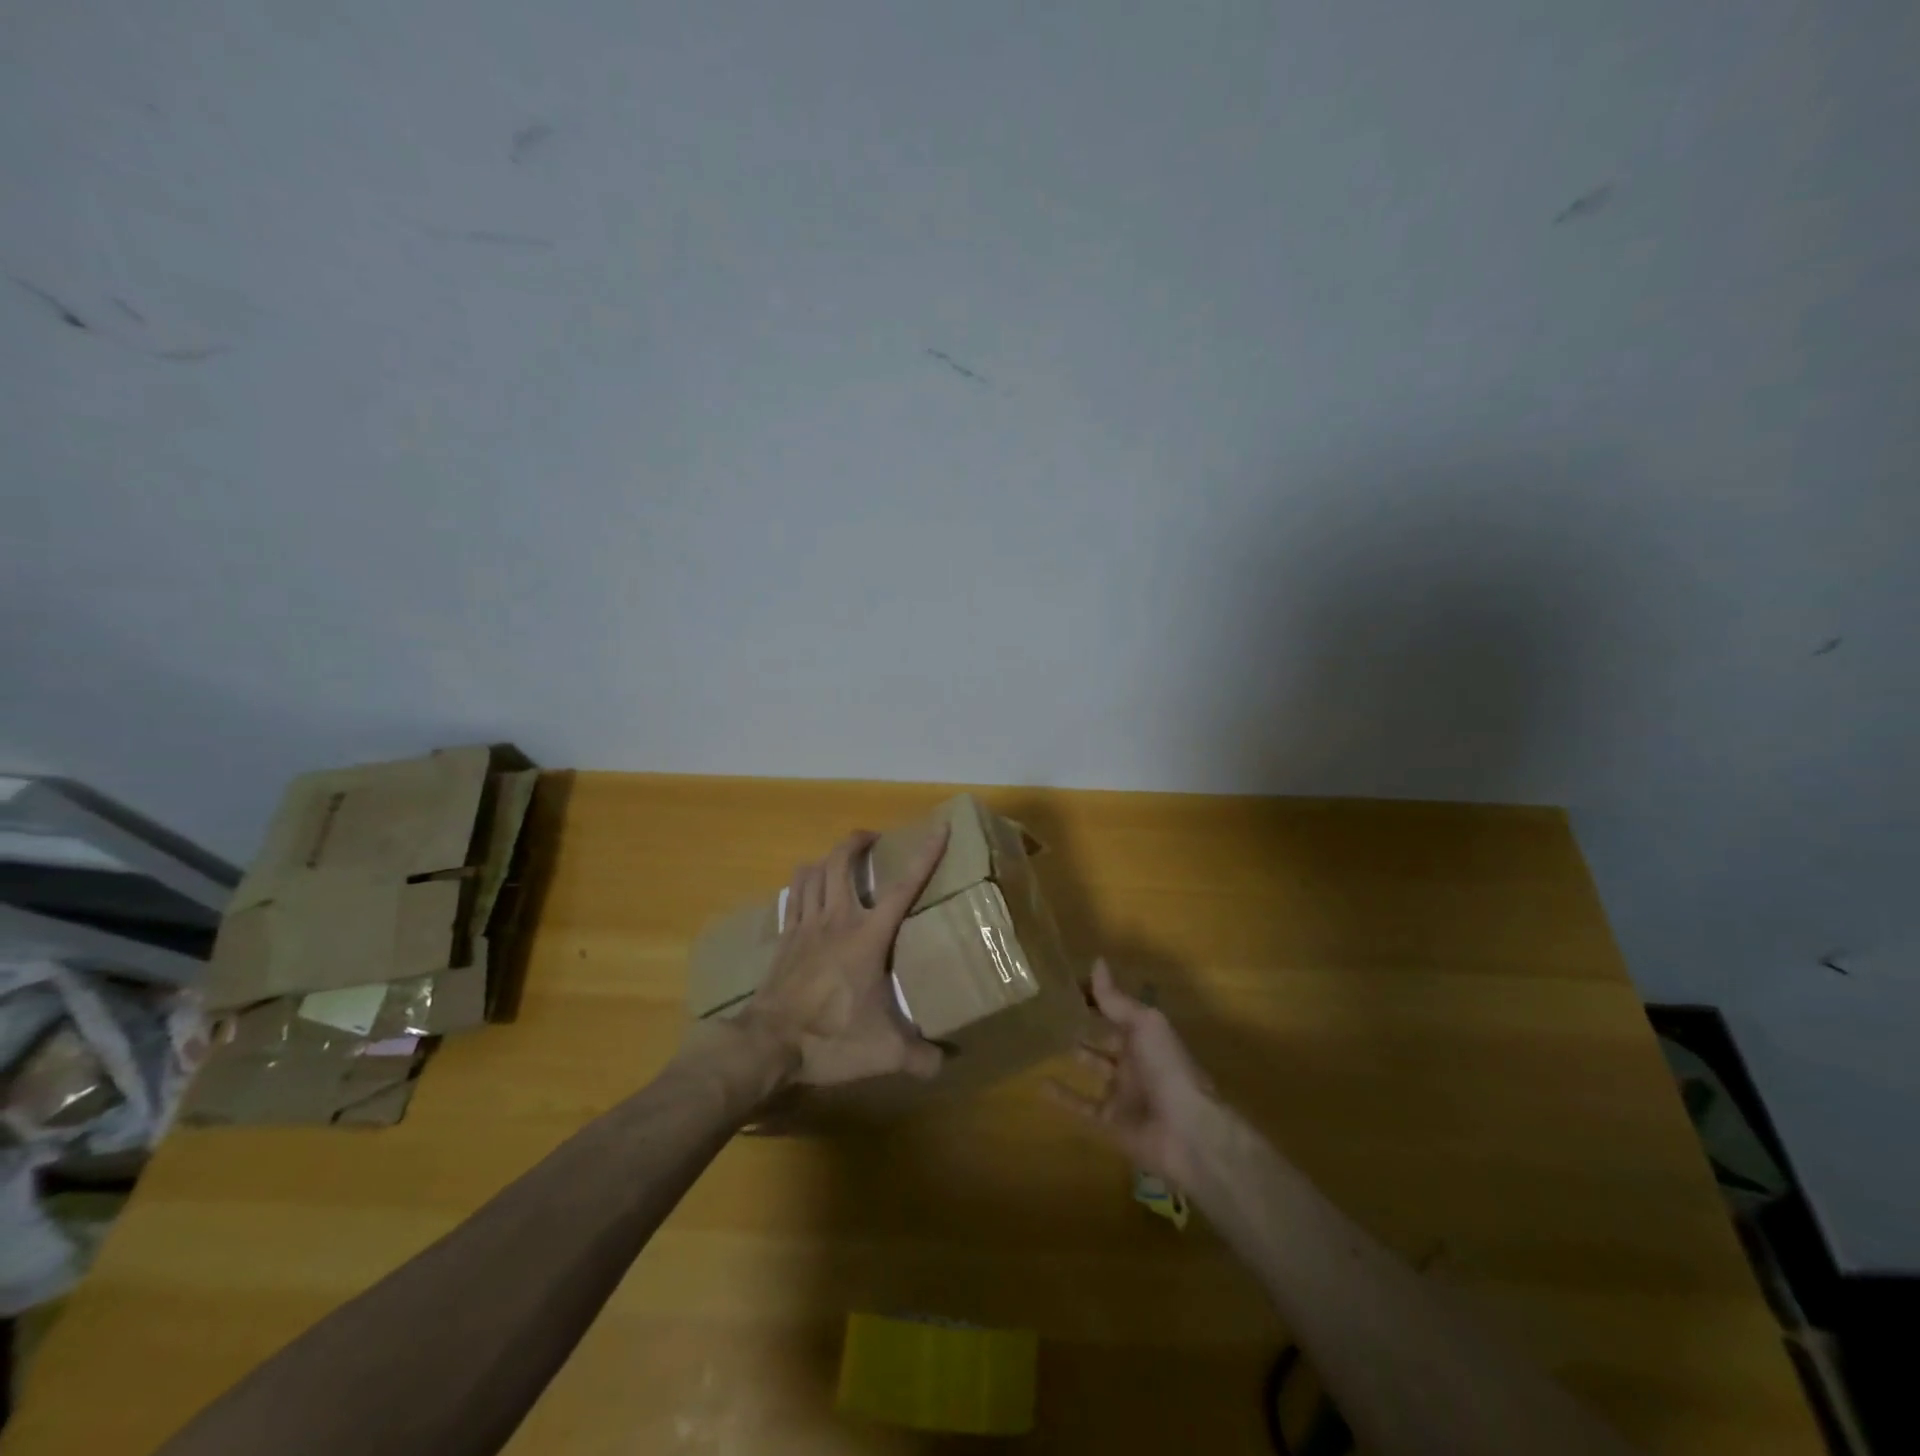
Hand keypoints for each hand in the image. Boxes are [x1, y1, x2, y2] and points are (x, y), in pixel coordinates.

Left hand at [735, 825, 950, 1086]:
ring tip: (840, 860)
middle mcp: (837, 919)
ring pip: (812, 872)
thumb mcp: (884, 1052)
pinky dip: (803, 883)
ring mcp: (805, 925)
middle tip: (873, 840)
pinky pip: (792, 896)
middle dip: (858, 841)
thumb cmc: (831, 1039)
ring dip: (827, 858)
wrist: (768, 1045)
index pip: (902, 887)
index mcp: (868, 936)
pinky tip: (808, 889)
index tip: (939, 828)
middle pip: (842, 861)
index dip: (924, 856)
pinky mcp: (783, 938)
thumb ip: (920, 1057)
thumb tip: (947, 1063)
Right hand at [1046, 960, 1219, 1187]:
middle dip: (1087, 1024)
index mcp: (1146, 1035)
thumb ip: (1116, 999)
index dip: (1097, 996)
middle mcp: (1135, 1060)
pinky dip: (1063, 1097)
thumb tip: (1096, 961)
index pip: (1118, 1008)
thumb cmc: (1167, 1069)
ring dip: (1076, 1055)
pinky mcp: (1111, 1121)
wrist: (1187, 1133)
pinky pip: (1082, 1106)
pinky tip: (1040, 1084)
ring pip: (1094, 1068)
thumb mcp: (1144, 1024)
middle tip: (1053, 1009)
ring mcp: (1123, 1092)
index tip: (1068, 983)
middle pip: (1107, 1037)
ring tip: (1045, 1040)